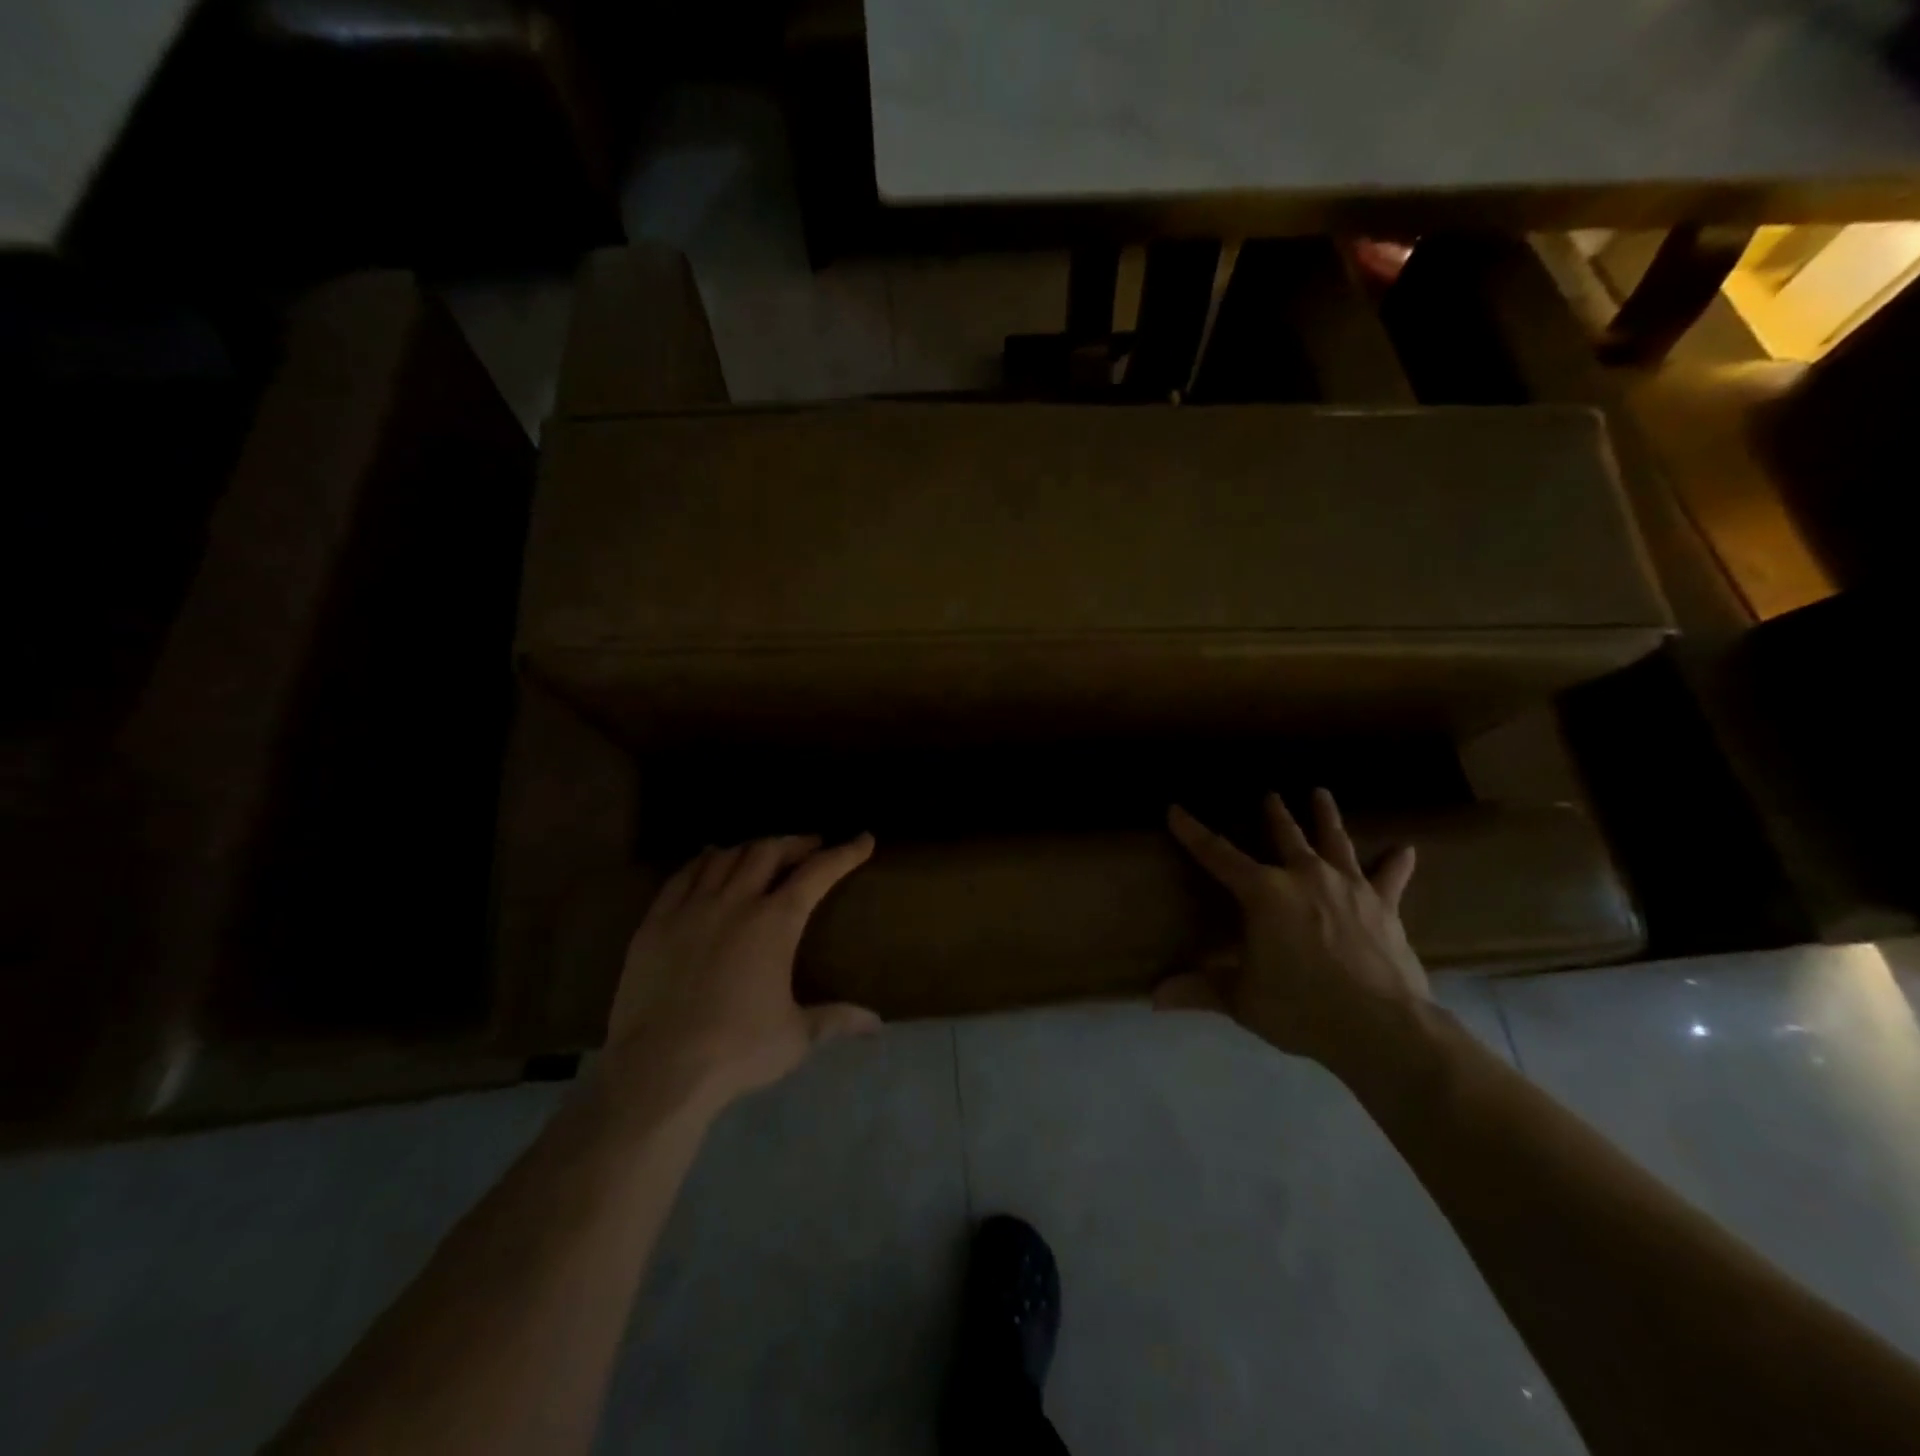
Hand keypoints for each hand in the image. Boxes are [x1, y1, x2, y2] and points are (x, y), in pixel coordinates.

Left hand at [604, 834, 880, 1107]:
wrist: (658, 1070)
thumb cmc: (737, 1051)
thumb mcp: (796, 1037)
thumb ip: (836, 1019)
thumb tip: (877, 1023)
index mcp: (775, 923)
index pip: (818, 873)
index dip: (844, 853)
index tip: (863, 839)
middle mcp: (735, 902)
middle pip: (768, 851)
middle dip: (796, 843)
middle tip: (811, 847)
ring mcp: (691, 907)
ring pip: (725, 856)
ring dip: (751, 848)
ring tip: (762, 854)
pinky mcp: (655, 922)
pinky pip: (683, 875)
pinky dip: (704, 861)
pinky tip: (710, 861)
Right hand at [1158, 788, 1428, 1068]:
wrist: (1381, 1027)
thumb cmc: (1301, 1008)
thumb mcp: (1242, 999)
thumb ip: (1199, 990)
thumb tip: (1152, 997)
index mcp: (1264, 893)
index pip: (1218, 855)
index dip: (1193, 832)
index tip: (1176, 810)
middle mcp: (1305, 877)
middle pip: (1286, 836)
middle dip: (1274, 814)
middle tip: (1270, 794)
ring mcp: (1349, 887)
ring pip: (1334, 841)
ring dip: (1326, 817)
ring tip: (1321, 793)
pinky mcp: (1384, 906)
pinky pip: (1390, 878)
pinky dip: (1396, 864)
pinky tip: (1406, 849)